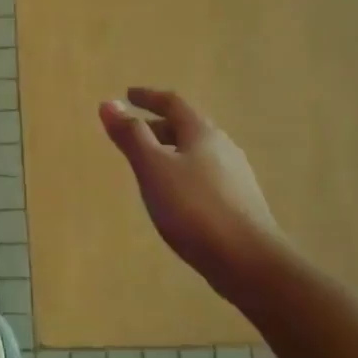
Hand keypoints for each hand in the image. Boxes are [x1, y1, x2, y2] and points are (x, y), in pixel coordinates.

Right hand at [99, 88, 283, 300]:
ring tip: (149, 164)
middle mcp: (222, 148)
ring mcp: (234, 177)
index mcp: (202, 134)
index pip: (173, 103)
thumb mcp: (153, 168)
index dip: (148, 97)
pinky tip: (174, 195)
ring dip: (170, 151)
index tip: (128, 95)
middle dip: (158, 126)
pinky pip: (204, 176)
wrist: (249, 262)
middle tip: (133, 133)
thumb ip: (131, 136)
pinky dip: (182, 173)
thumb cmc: (194, 208)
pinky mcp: (238, 203)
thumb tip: (109, 103)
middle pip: (187, 128)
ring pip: (196, 153)